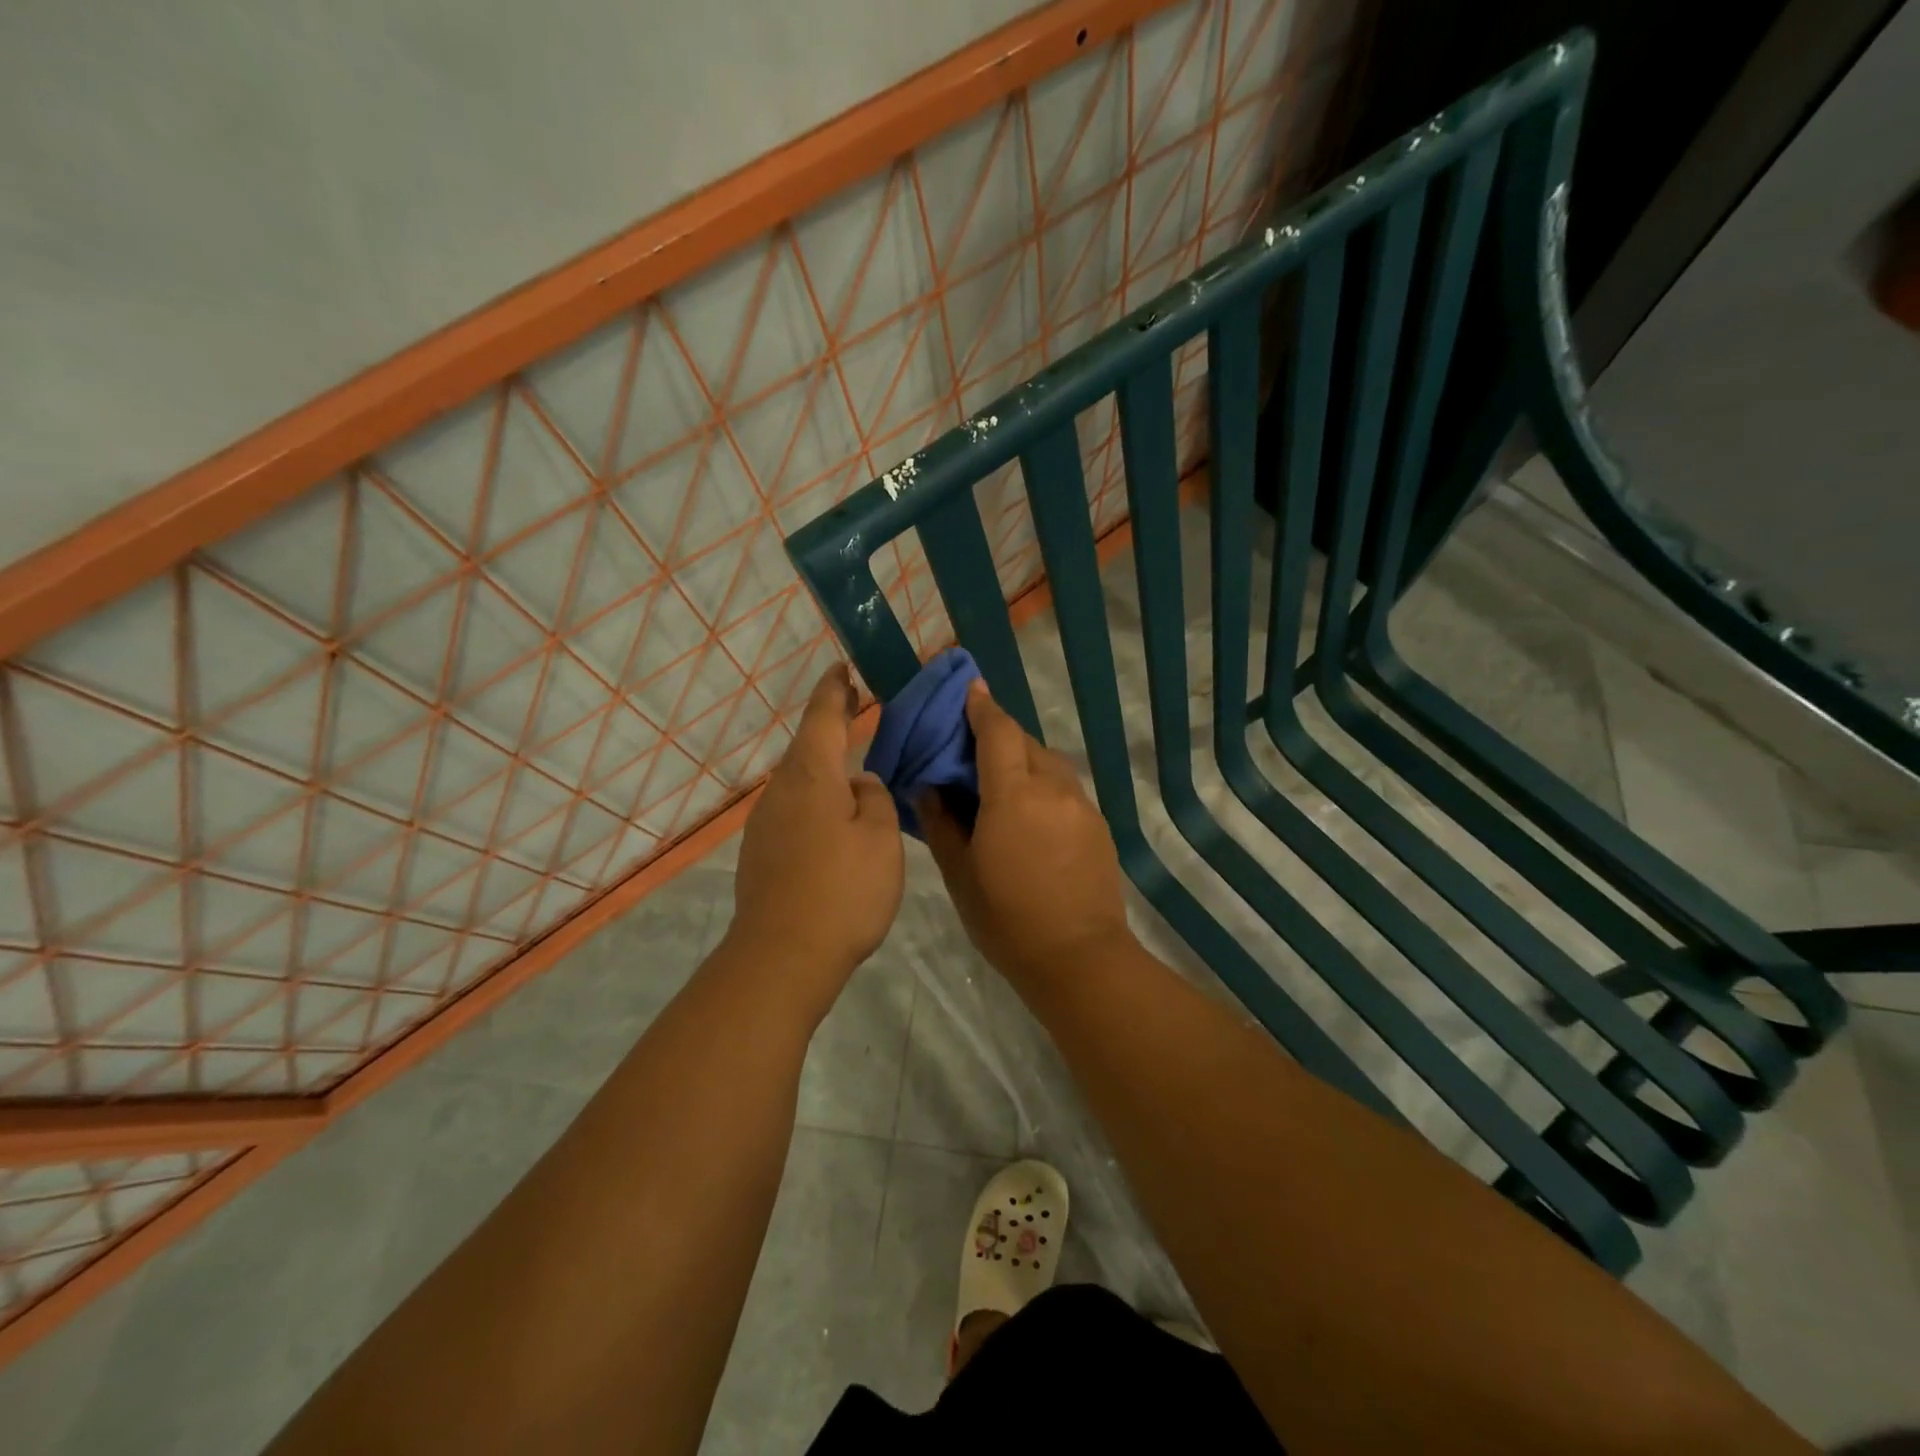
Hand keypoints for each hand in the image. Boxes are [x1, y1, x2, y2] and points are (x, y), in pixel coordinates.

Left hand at [729, 665, 903, 1010]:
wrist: (782, 955)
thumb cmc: (843, 889)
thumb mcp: (880, 837)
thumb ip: (875, 798)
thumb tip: (858, 783)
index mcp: (813, 775)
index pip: (823, 716)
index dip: (835, 689)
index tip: (842, 668)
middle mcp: (781, 790)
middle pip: (808, 747)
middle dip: (830, 724)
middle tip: (855, 707)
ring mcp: (765, 822)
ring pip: (800, 781)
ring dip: (824, 766)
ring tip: (853, 768)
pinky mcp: (760, 852)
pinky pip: (793, 809)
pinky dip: (815, 800)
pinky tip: (834, 819)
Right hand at [920, 680, 1134, 981]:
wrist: (1079, 958)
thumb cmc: (1007, 919)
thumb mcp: (960, 874)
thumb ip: (942, 823)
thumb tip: (929, 788)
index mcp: (1013, 795)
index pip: (997, 732)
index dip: (982, 707)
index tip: (969, 689)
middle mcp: (1052, 788)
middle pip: (1025, 741)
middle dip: (999, 733)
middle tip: (972, 746)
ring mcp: (1081, 805)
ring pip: (1049, 762)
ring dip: (1023, 758)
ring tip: (1000, 781)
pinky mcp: (1098, 824)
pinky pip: (1065, 787)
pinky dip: (1043, 783)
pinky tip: (1029, 813)